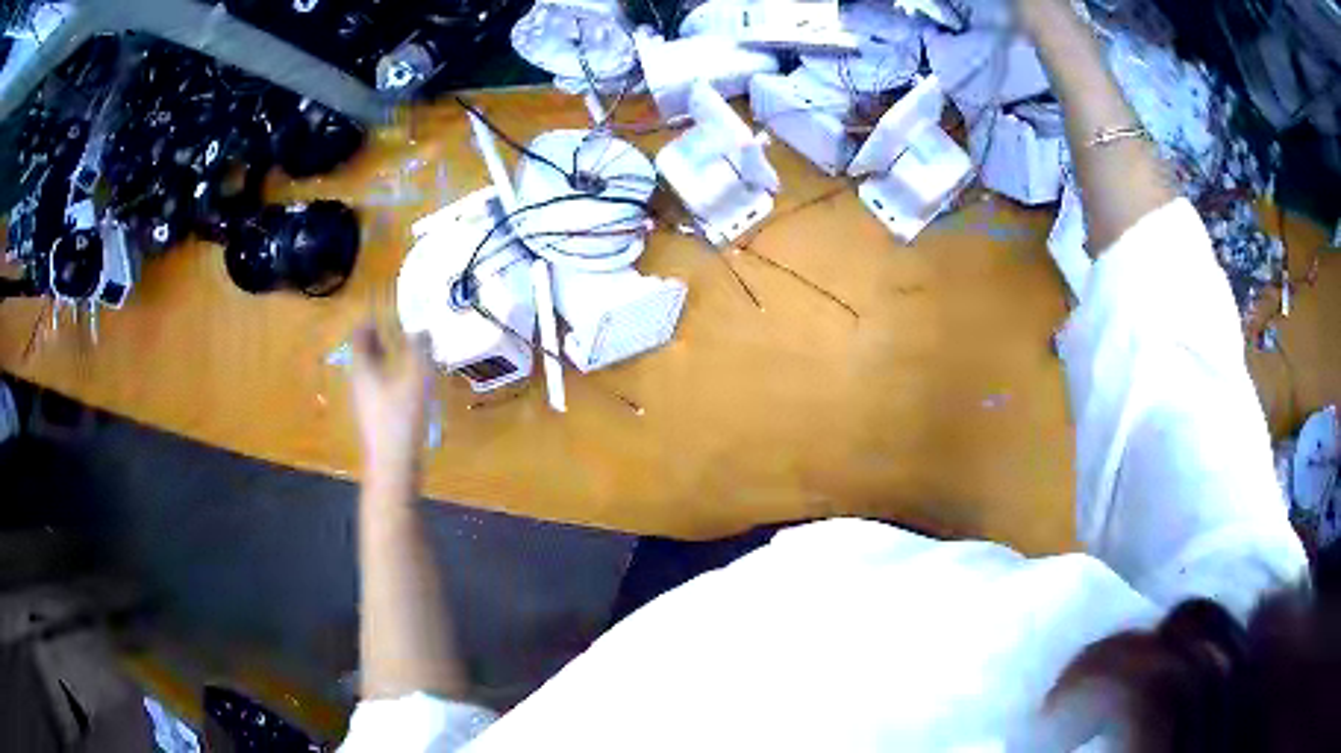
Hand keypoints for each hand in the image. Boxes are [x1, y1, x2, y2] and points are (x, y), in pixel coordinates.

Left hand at [349, 320, 433, 483]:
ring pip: (370, 372)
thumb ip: (419, 350)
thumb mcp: (415, 378)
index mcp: (363, 368)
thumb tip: (421, 329)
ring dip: (383, 359)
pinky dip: (388, 378)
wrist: (392, 466)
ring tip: (402, 354)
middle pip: (362, 354)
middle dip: (376, 340)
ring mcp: (364, 402)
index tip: (384, 313)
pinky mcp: (374, 419)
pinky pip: (377, 388)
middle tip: (394, 329)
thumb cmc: (400, 418)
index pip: (359, 335)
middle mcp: (359, 382)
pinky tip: (407, 385)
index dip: (369, 321)